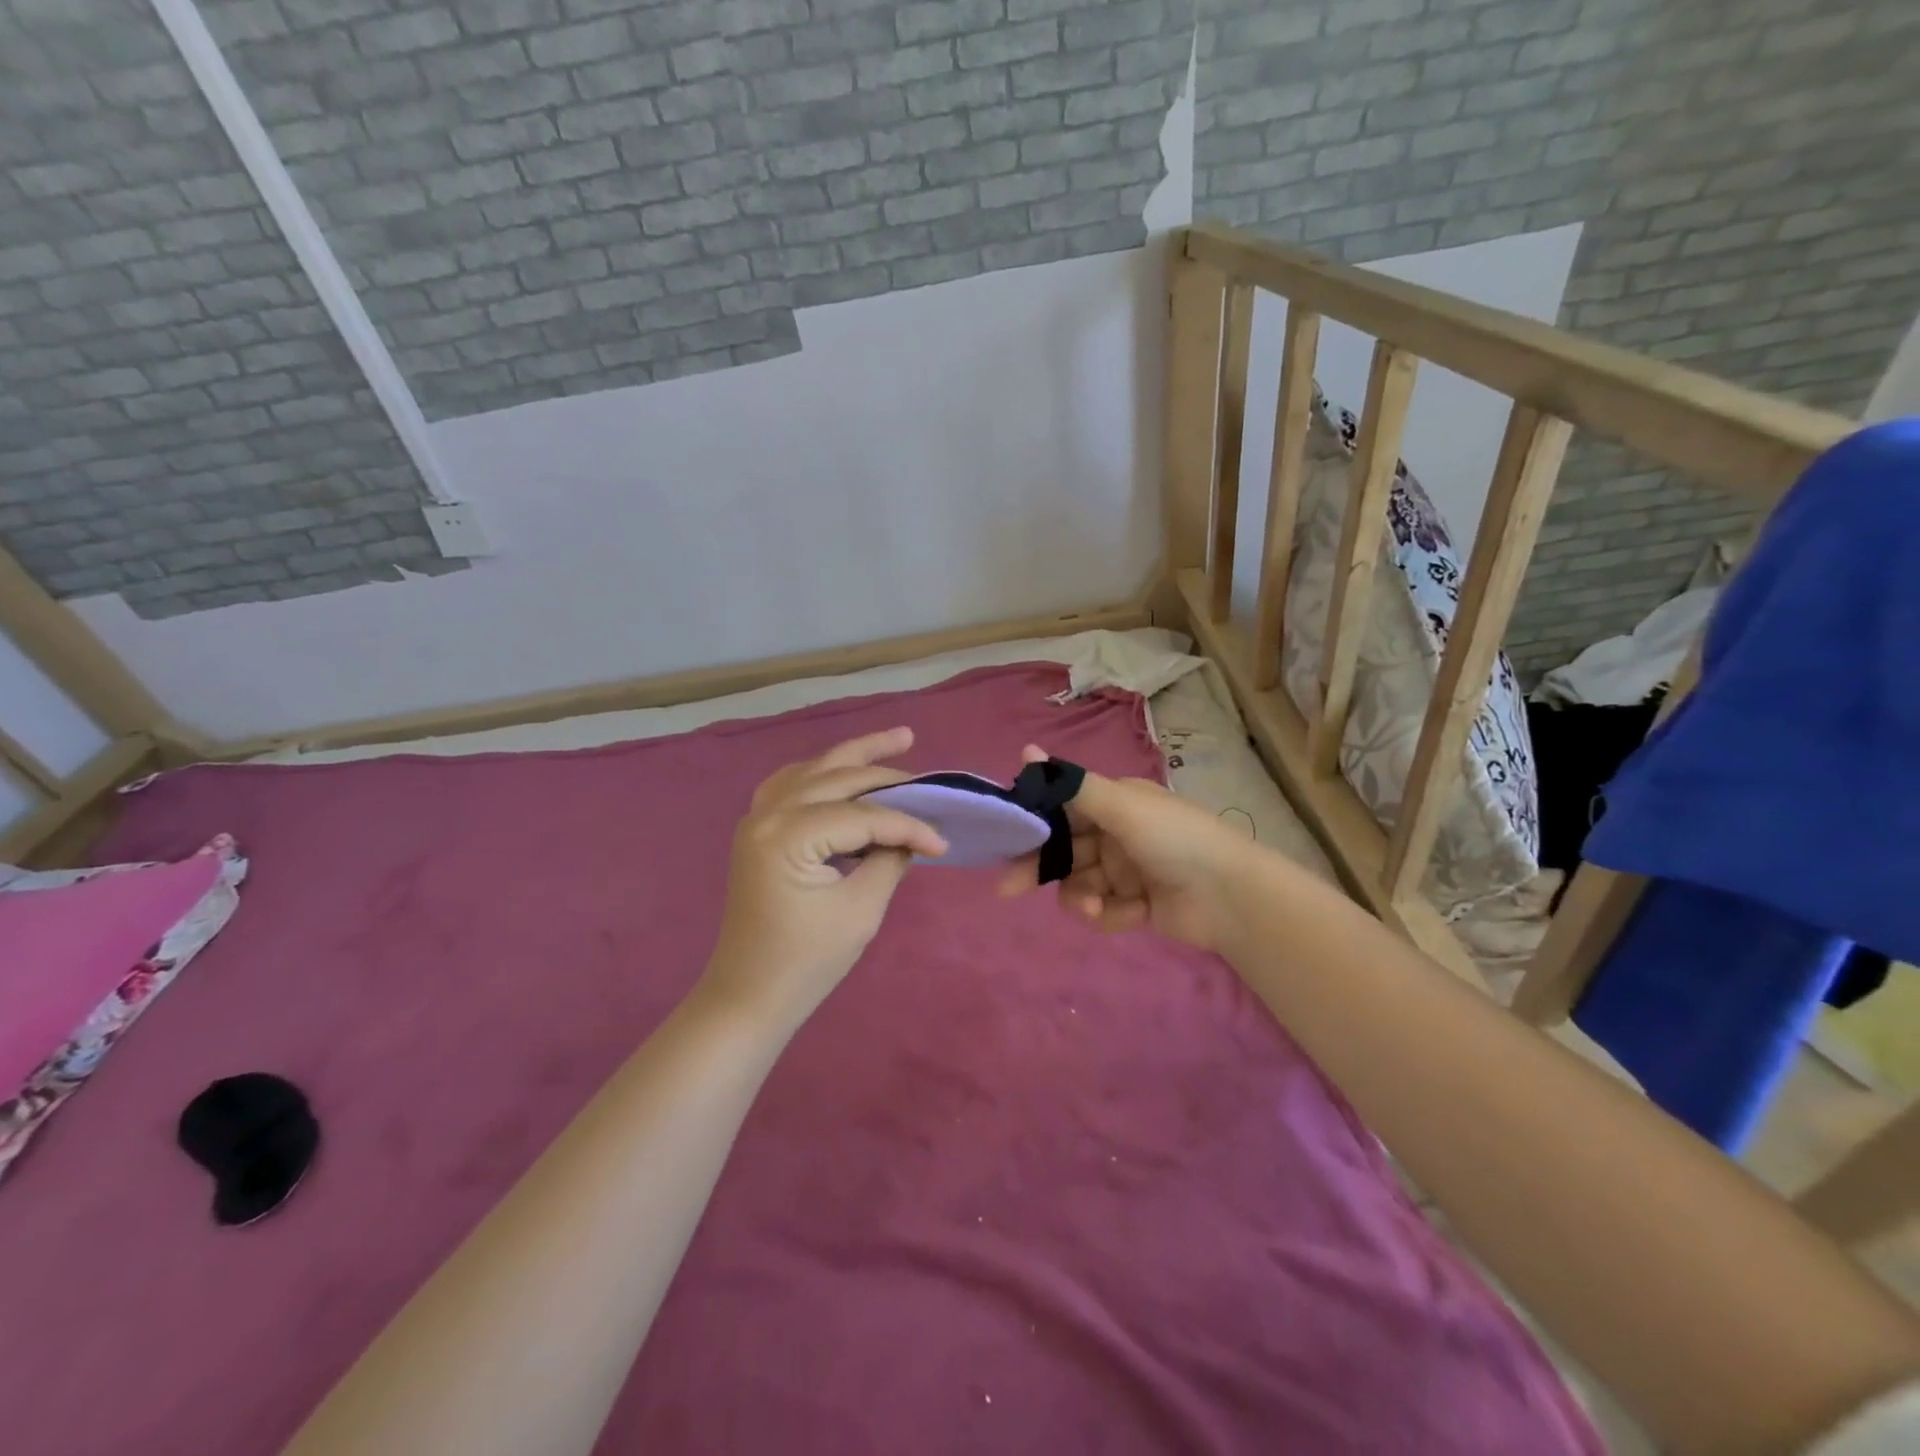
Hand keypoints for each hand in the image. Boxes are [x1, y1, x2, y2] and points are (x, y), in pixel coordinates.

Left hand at [702, 728, 945, 1028]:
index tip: (942, 842)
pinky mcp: (758, 830)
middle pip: (839, 778)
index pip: (863, 815)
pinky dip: (823, 773)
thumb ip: (889, 860)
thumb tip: (910, 835)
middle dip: (888, 776)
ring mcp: (757, 818)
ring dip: (856, 756)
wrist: (749, 996)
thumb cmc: (806, 962)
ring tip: (898, 739)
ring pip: (815, 770)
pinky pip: (792, 784)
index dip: (908, 825)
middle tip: (930, 779)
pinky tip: (843, 770)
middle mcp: (768, 813)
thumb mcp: (861, 910)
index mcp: (789, 835)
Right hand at [995, 744, 1253, 953]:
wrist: (1231, 896)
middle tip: (1009, 888)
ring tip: (1091, 907)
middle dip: (1040, 868)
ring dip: (1080, 896)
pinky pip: (1104, 909)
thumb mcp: (1121, 806)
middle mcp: (1117, 834)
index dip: (1033, 824)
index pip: (1061, 810)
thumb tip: (1025, 750)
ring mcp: (1126, 871)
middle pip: (1064, 851)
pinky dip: (1109, 914)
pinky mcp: (1136, 906)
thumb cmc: (1173, 839)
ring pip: (1080, 884)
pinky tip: (1127, 915)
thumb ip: (1071, 785)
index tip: (1006, 839)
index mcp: (1114, 804)